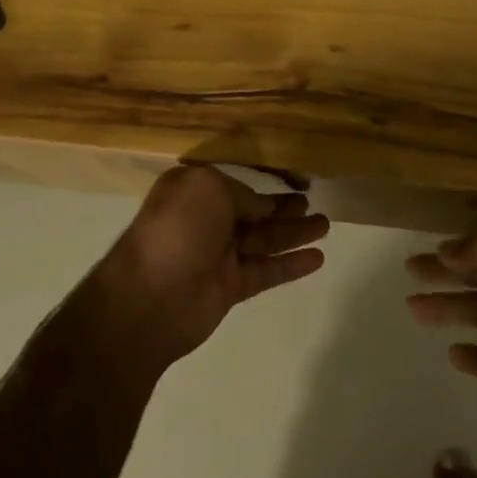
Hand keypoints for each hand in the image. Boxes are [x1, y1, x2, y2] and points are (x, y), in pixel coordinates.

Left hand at [101, 166, 328, 370]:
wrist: (150, 298)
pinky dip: (291, 265)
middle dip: (283, 208)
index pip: (235, 184)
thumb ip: (241, 194)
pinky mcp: (230, 287)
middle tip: (312, 202)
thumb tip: (261, 208)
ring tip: (326, 224)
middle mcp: (206, 221)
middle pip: (253, 213)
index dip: (263, 183)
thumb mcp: (208, 189)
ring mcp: (219, 256)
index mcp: (194, 193)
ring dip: (294, 233)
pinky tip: (318, 258)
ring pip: (264, 240)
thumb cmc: (176, 230)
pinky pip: (266, 271)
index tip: (292, 179)